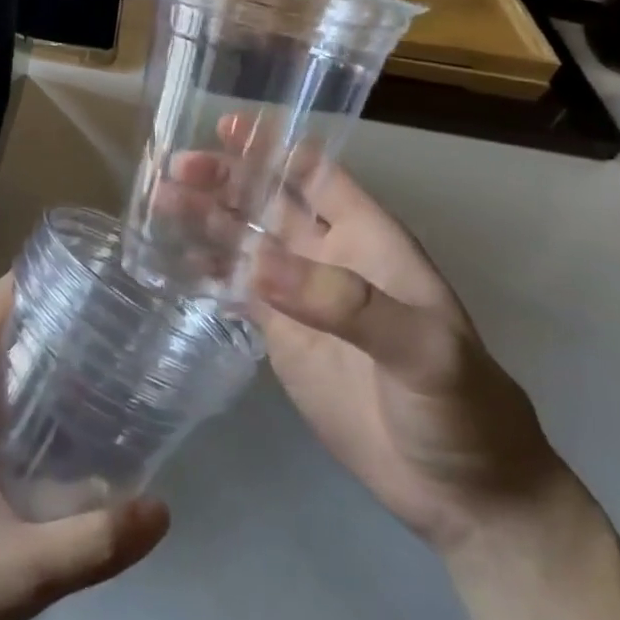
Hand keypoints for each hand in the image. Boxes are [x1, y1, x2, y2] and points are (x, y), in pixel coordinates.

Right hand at [168, 115, 569, 553]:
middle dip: (224, 178)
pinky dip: (204, 269)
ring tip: (158, 202)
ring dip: (205, 217)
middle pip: (267, 200)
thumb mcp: (422, 349)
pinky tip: (169, 257)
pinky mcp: (280, 334)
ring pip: (243, 240)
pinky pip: (234, 288)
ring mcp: (300, 294)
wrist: (461, 492)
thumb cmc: (461, 408)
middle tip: (176, 169)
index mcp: (369, 238)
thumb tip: (257, 264)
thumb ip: (345, 303)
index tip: (226, 128)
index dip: (274, 146)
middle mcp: (328, 254)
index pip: (317, 173)